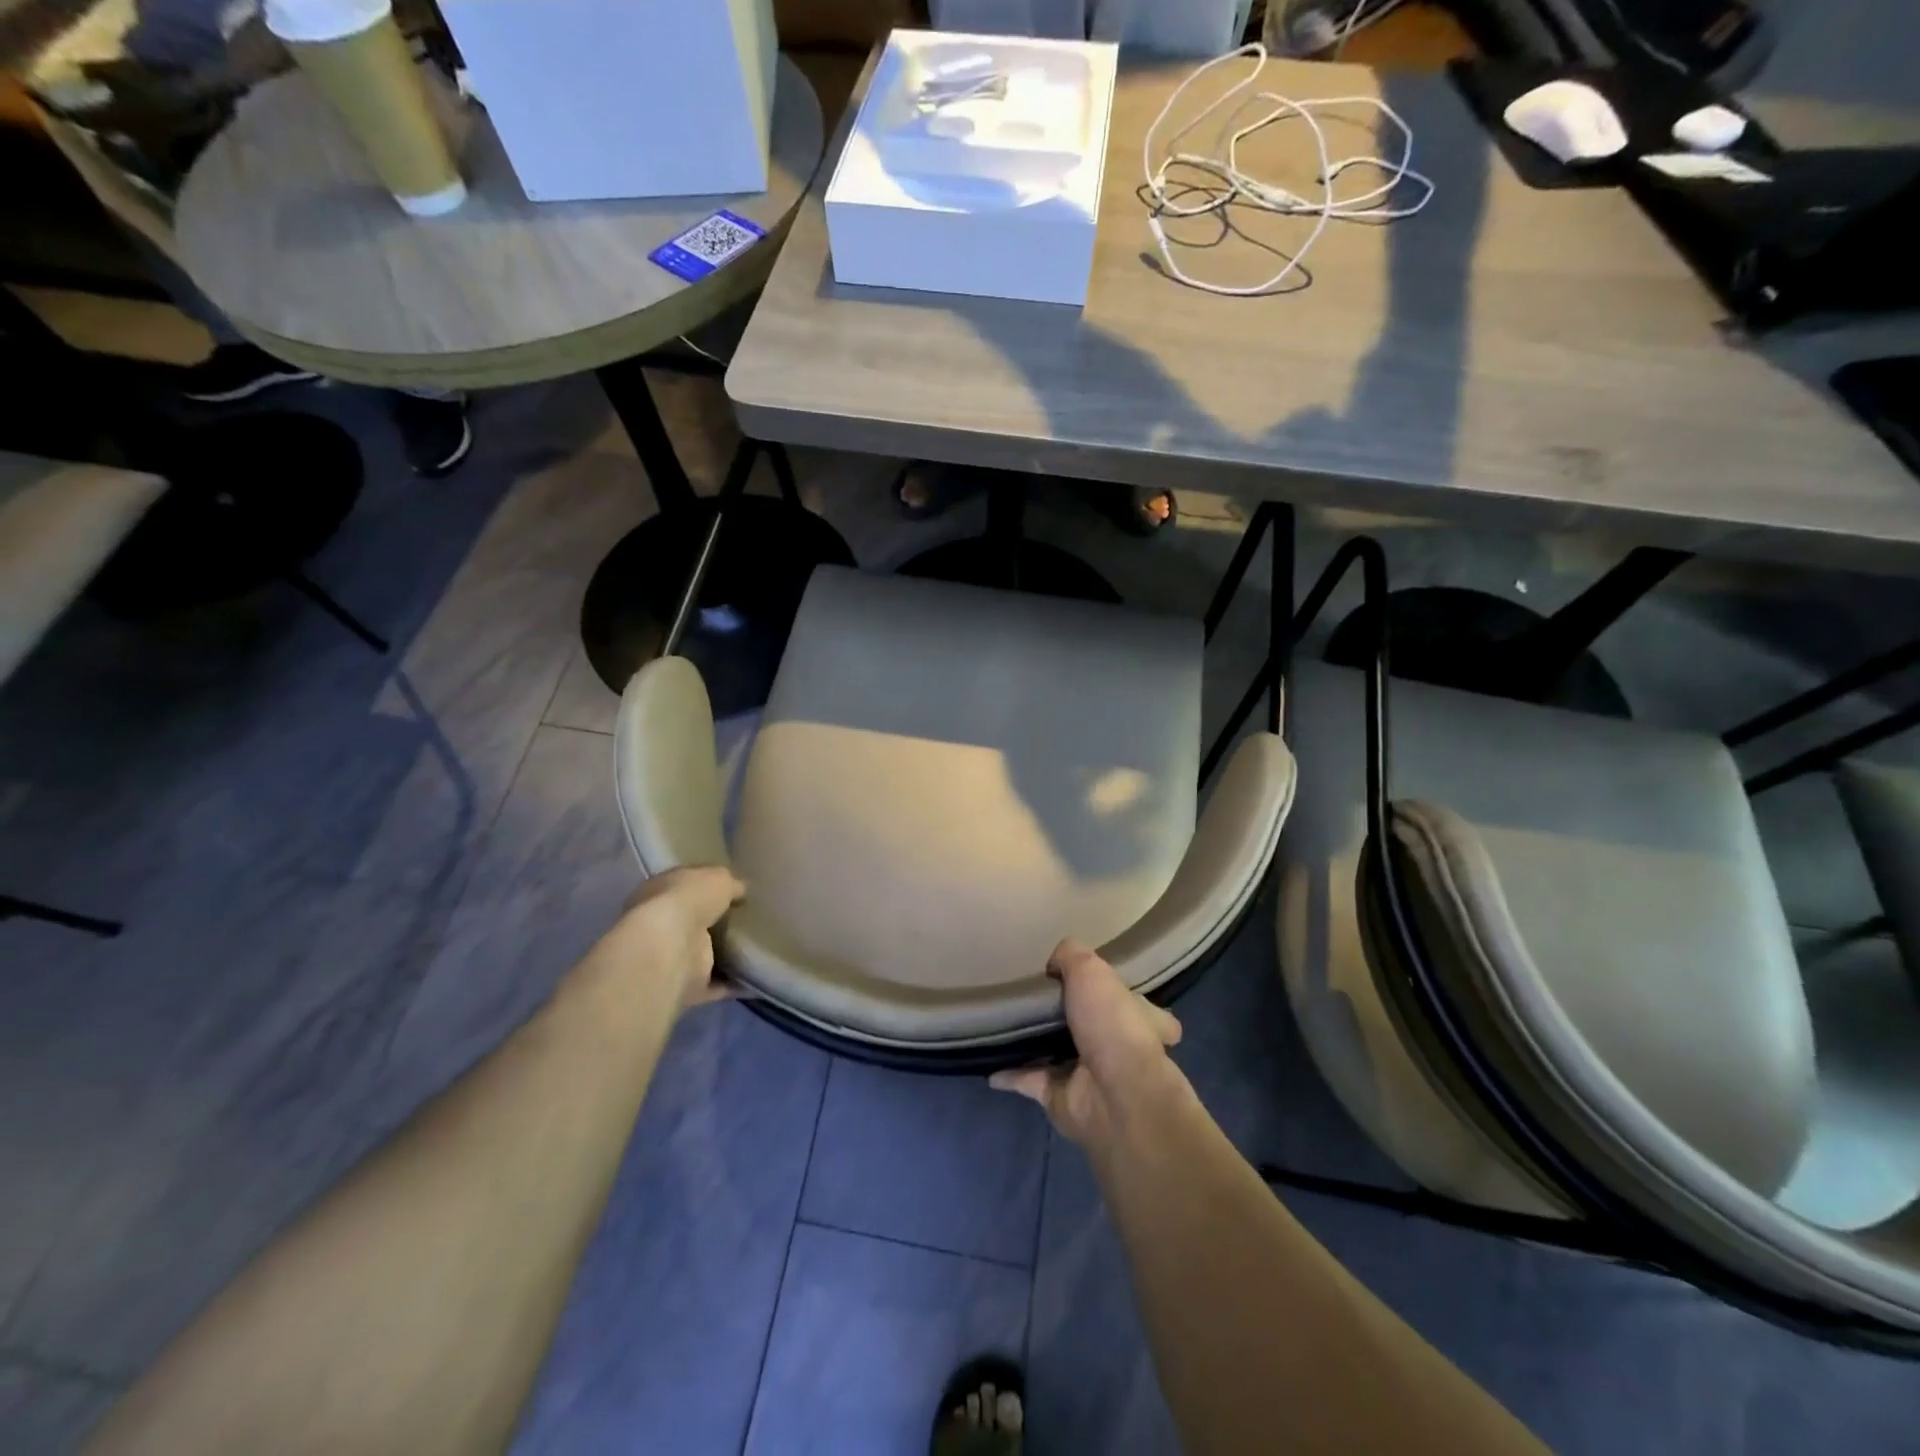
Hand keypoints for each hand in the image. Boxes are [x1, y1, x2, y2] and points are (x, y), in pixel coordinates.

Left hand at [610, 866, 745, 1013]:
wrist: (671, 947)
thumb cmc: (688, 900)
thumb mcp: (718, 878)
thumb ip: (730, 884)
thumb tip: (740, 890)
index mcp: (658, 891)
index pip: (683, 886)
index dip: (704, 887)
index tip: (731, 890)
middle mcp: (659, 925)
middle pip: (691, 922)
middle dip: (713, 922)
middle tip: (745, 919)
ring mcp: (670, 958)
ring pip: (700, 954)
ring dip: (721, 954)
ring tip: (753, 948)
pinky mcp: (685, 985)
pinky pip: (713, 984)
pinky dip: (730, 982)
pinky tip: (753, 977)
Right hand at [990, 939, 1184, 1147]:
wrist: (1114, 1095)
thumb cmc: (1112, 1024)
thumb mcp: (1091, 970)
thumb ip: (1071, 956)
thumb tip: (1053, 965)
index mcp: (1138, 1018)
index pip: (1133, 1003)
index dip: (1116, 992)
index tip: (1090, 983)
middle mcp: (1118, 1048)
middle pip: (1091, 1027)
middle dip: (1068, 1016)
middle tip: (1036, 998)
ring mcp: (1090, 1076)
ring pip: (1058, 1054)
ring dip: (1037, 1044)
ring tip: (1007, 1024)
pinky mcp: (1062, 1098)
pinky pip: (1030, 1081)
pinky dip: (1011, 1074)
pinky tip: (990, 1063)